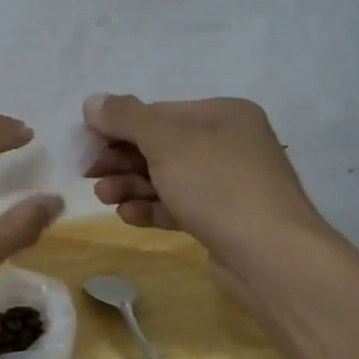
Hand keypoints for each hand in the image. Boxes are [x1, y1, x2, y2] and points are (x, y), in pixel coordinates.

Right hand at [81, 93, 329, 274]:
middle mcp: (229, 143)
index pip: (157, 112)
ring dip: (130, 185)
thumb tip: (92, 101)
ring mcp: (228, 184)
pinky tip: (128, 216)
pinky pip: (178, 206)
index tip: (86, 146)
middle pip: (159, 145)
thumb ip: (125, 117)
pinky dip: (151, 208)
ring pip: (166, 178)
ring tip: (104, 198)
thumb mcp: (165, 141)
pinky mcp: (223, 220)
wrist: (272, 257)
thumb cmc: (217, 185)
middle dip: (121, 160)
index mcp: (222, 114)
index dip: (117, 127)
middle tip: (89, 174)